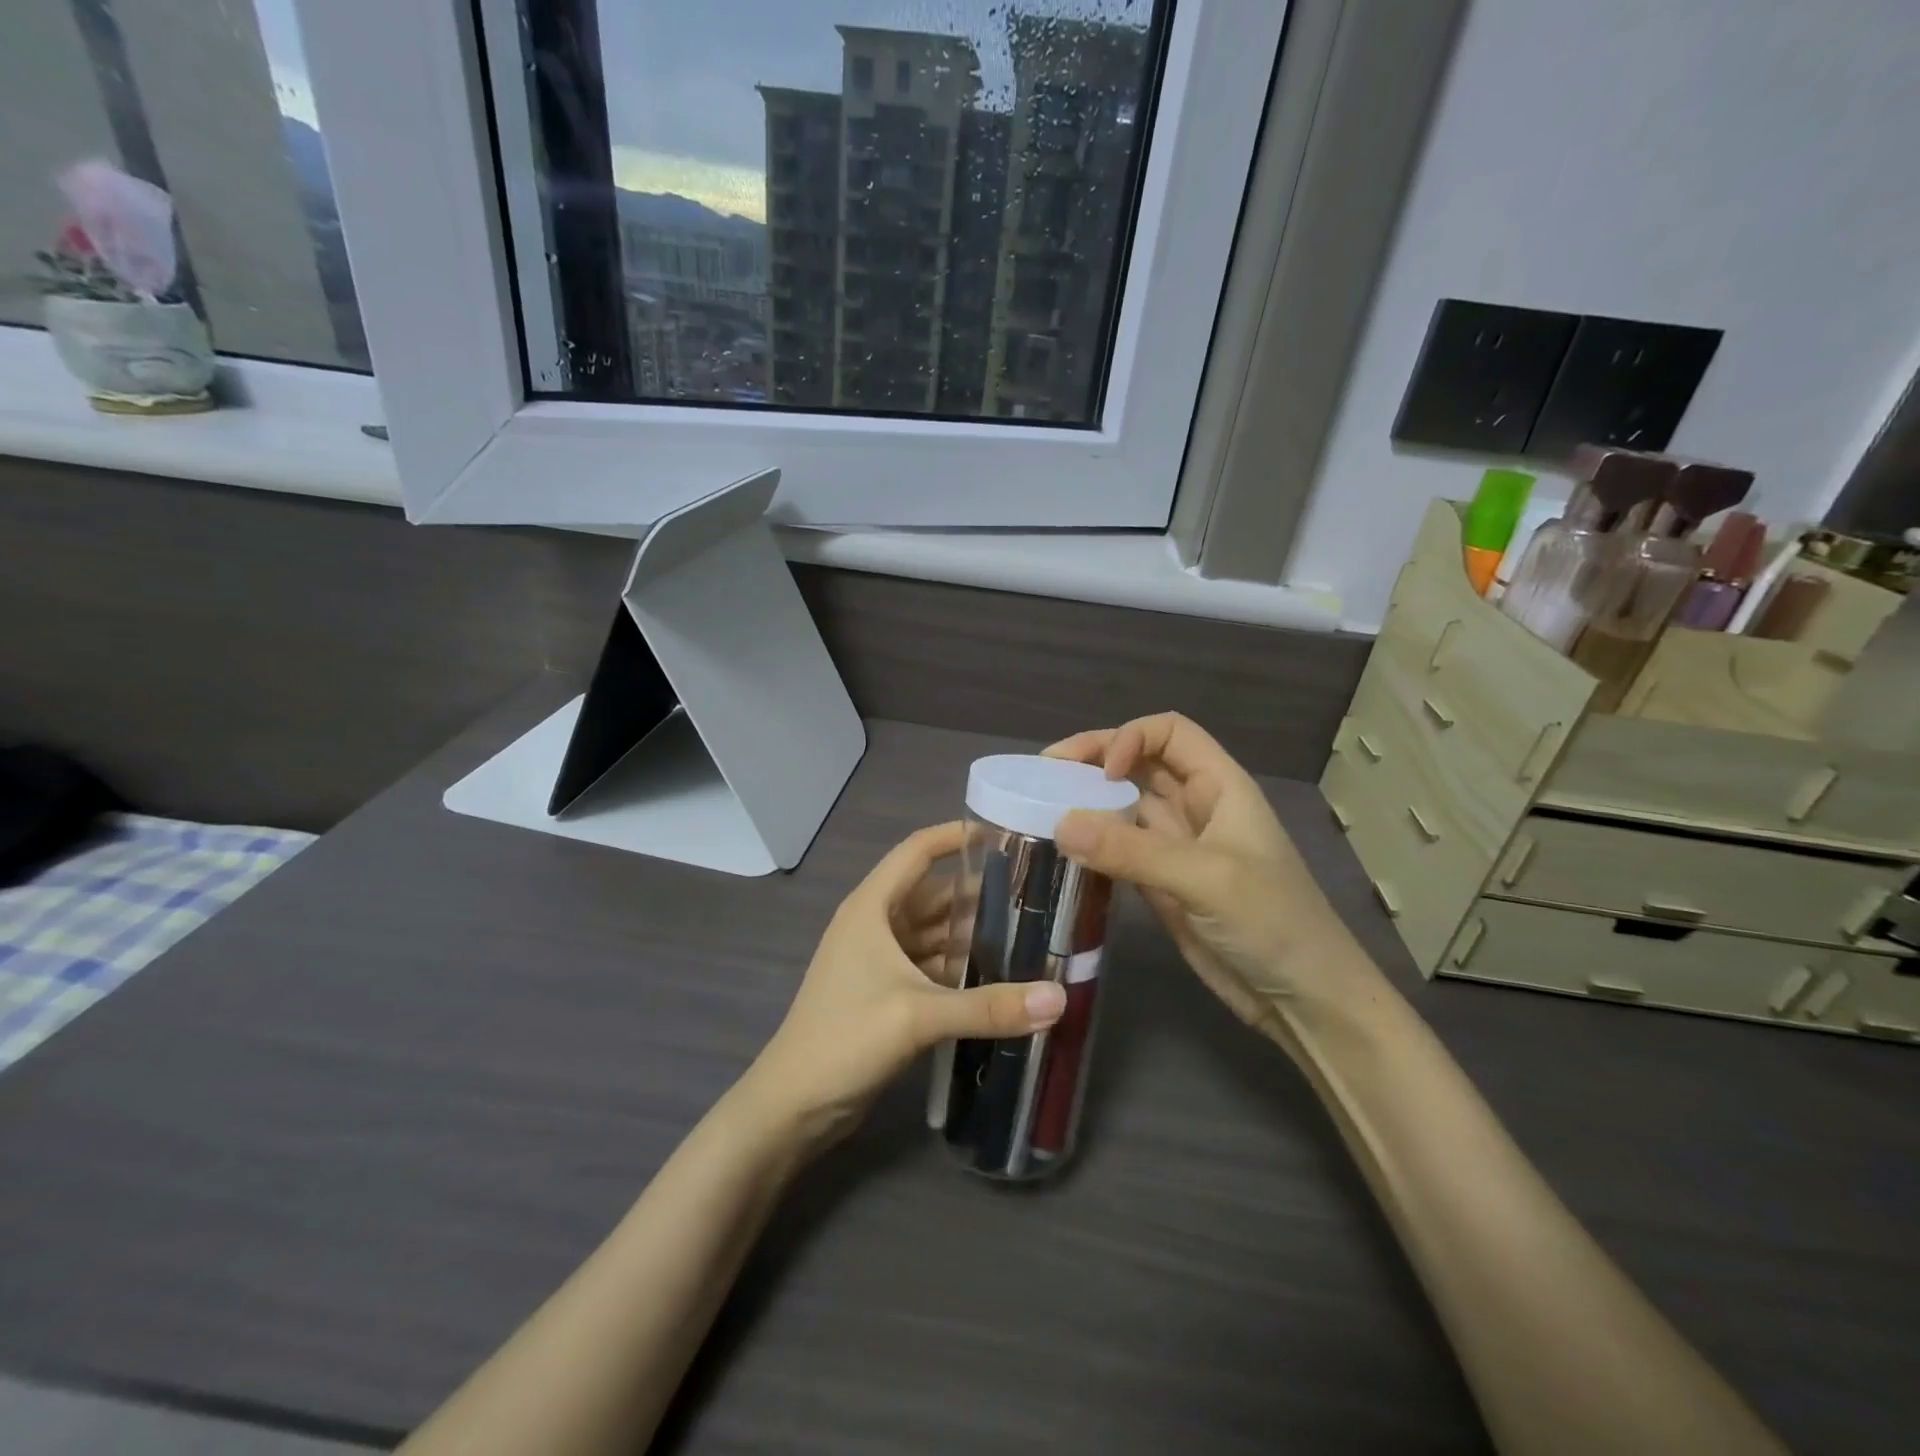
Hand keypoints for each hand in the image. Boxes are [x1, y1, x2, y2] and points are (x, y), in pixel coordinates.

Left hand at [742, 822, 1066, 1147]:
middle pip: (934, 894)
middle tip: (1035, 893)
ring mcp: (880, 960)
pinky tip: (999, 976)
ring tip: (1028, 932)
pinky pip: (932, 966)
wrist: (793, 1106)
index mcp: (872, 907)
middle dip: (979, 892)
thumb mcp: (918, 1016)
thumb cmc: (845, 1039)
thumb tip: (1060, 998)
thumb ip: (989, 1007)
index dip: (956, 837)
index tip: (1004, 834)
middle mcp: (876, 924)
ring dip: (973, 934)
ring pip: (935, 933)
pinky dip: (961, 968)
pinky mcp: (888, 993)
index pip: (917, 852)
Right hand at [1047, 713, 1394, 1037]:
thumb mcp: (1206, 878)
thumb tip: (1060, 824)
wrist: (1301, 999)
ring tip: (1039, 808)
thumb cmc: (1272, 923)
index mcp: (1219, 786)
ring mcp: (1175, 846)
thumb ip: (1133, 850)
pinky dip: (1090, 844)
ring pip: (1123, 805)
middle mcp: (1194, 807)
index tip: (1100, 773)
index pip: (1170, 732)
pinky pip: (1117, 849)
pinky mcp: (1160, 883)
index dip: (1130, 738)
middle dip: (1093, 761)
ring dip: (1086, 802)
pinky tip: (1062, 850)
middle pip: (1138, 762)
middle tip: (1042, 776)